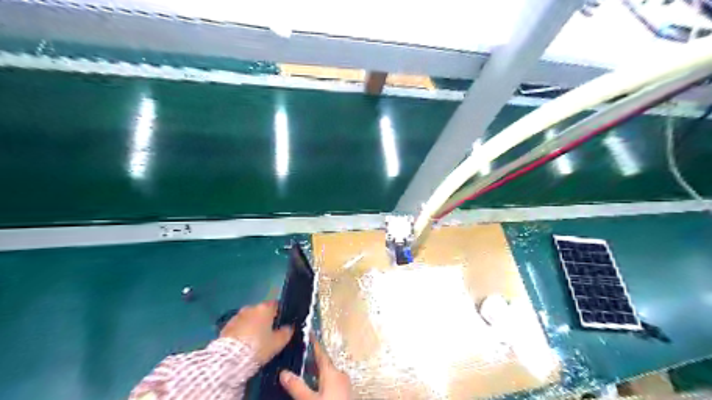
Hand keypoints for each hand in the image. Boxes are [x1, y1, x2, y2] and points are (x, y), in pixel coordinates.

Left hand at [221, 300, 291, 364]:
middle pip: (261, 311)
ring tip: (254, 341)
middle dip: (265, 320)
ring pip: (249, 318)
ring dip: (252, 326)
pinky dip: (242, 332)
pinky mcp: (226, 326)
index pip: (276, 305)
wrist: (229, 359)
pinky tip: (243, 344)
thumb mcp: (278, 343)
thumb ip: (286, 333)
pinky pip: (238, 327)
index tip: (281, 323)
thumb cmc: (258, 347)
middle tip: (268, 334)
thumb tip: (289, 327)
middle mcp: (251, 308)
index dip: (280, 313)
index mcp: (265, 308)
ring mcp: (237, 316)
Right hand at [279, 337, 349, 398]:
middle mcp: (340, 375)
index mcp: (332, 371)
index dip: (313, 342)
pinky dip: (320, 381)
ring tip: (301, 370)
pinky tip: (313, 386)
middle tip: (298, 354)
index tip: (308, 331)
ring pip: (327, 374)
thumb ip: (297, 386)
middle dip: (311, 359)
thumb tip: (283, 372)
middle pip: (324, 363)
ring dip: (315, 372)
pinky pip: (330, 382)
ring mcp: (344, 385)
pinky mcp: (344, 393)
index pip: (321, 352)